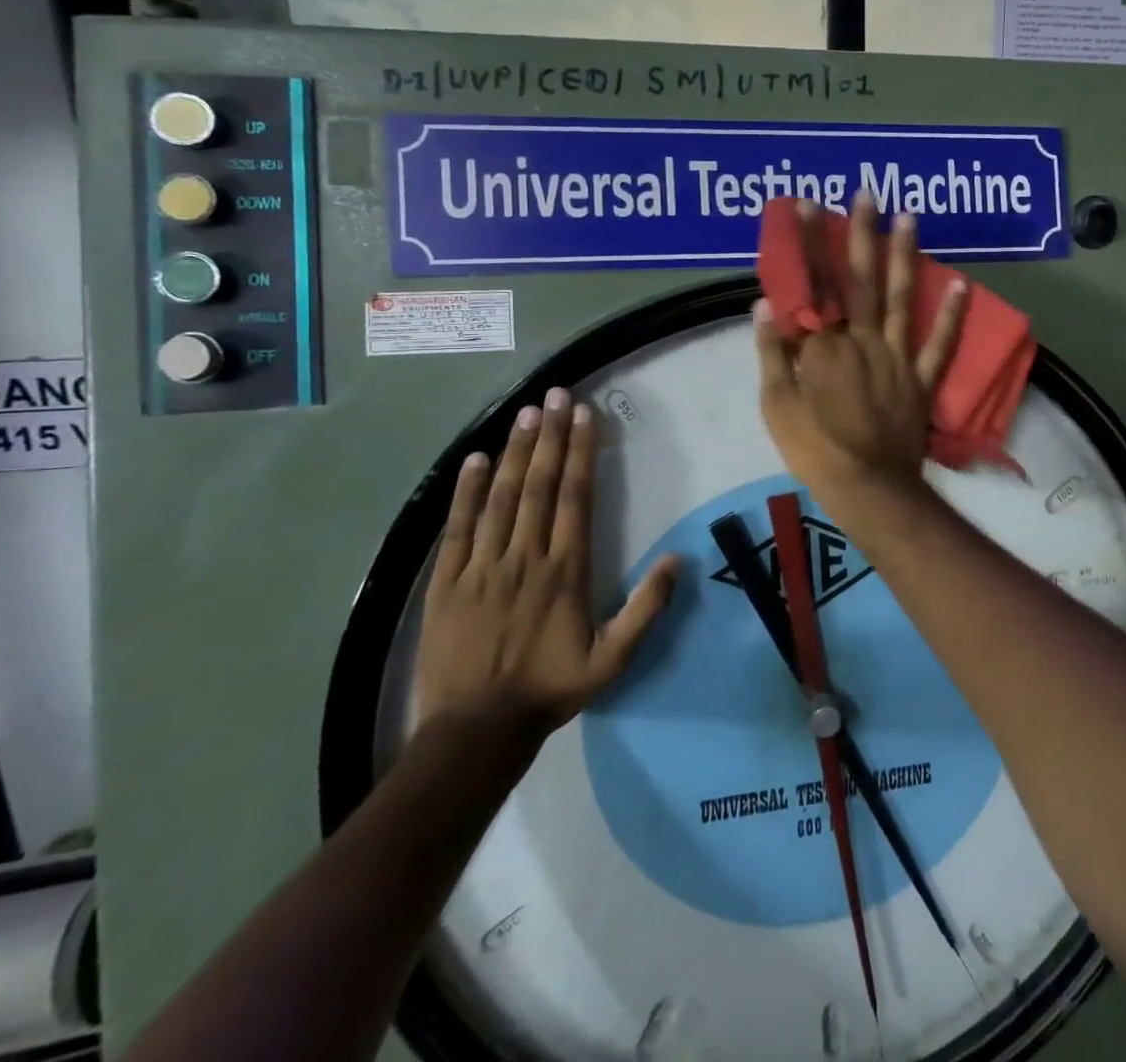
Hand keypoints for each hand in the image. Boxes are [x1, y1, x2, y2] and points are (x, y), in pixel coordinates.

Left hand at [414, 388, 680, 744]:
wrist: (476, 730)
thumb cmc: (550, 689)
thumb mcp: (613, 659)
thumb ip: (647, 609)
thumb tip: (678, 559)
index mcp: (566, 570)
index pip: (575, 497)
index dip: (580, 452)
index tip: (583, 415)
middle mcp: (525, 556)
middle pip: (540, 485)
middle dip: (550, 436)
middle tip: (555, 395)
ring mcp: (482, 566)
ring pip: (502, 497)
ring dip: (516, 452)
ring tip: (526, 412)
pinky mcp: (447, 582)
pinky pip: (457, 527)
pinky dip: (466, 491)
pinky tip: (476, 459)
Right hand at [756, 193, 965, 499]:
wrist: (868, 487)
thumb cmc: (814, 448)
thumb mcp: (776, 404)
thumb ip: (772, 352)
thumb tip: (766, 303)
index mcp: (826, 344)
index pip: (814, 283)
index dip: (809, 242)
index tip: (806, 205)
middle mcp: (865, 339)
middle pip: (862, 279)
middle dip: (862, 233)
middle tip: (867, 193)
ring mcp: (898, 357)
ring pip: (903, 297)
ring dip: (905, 255)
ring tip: (910, 217)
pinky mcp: (922, 379)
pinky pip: (941, 344)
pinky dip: (953, 316)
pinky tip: (964, 285)